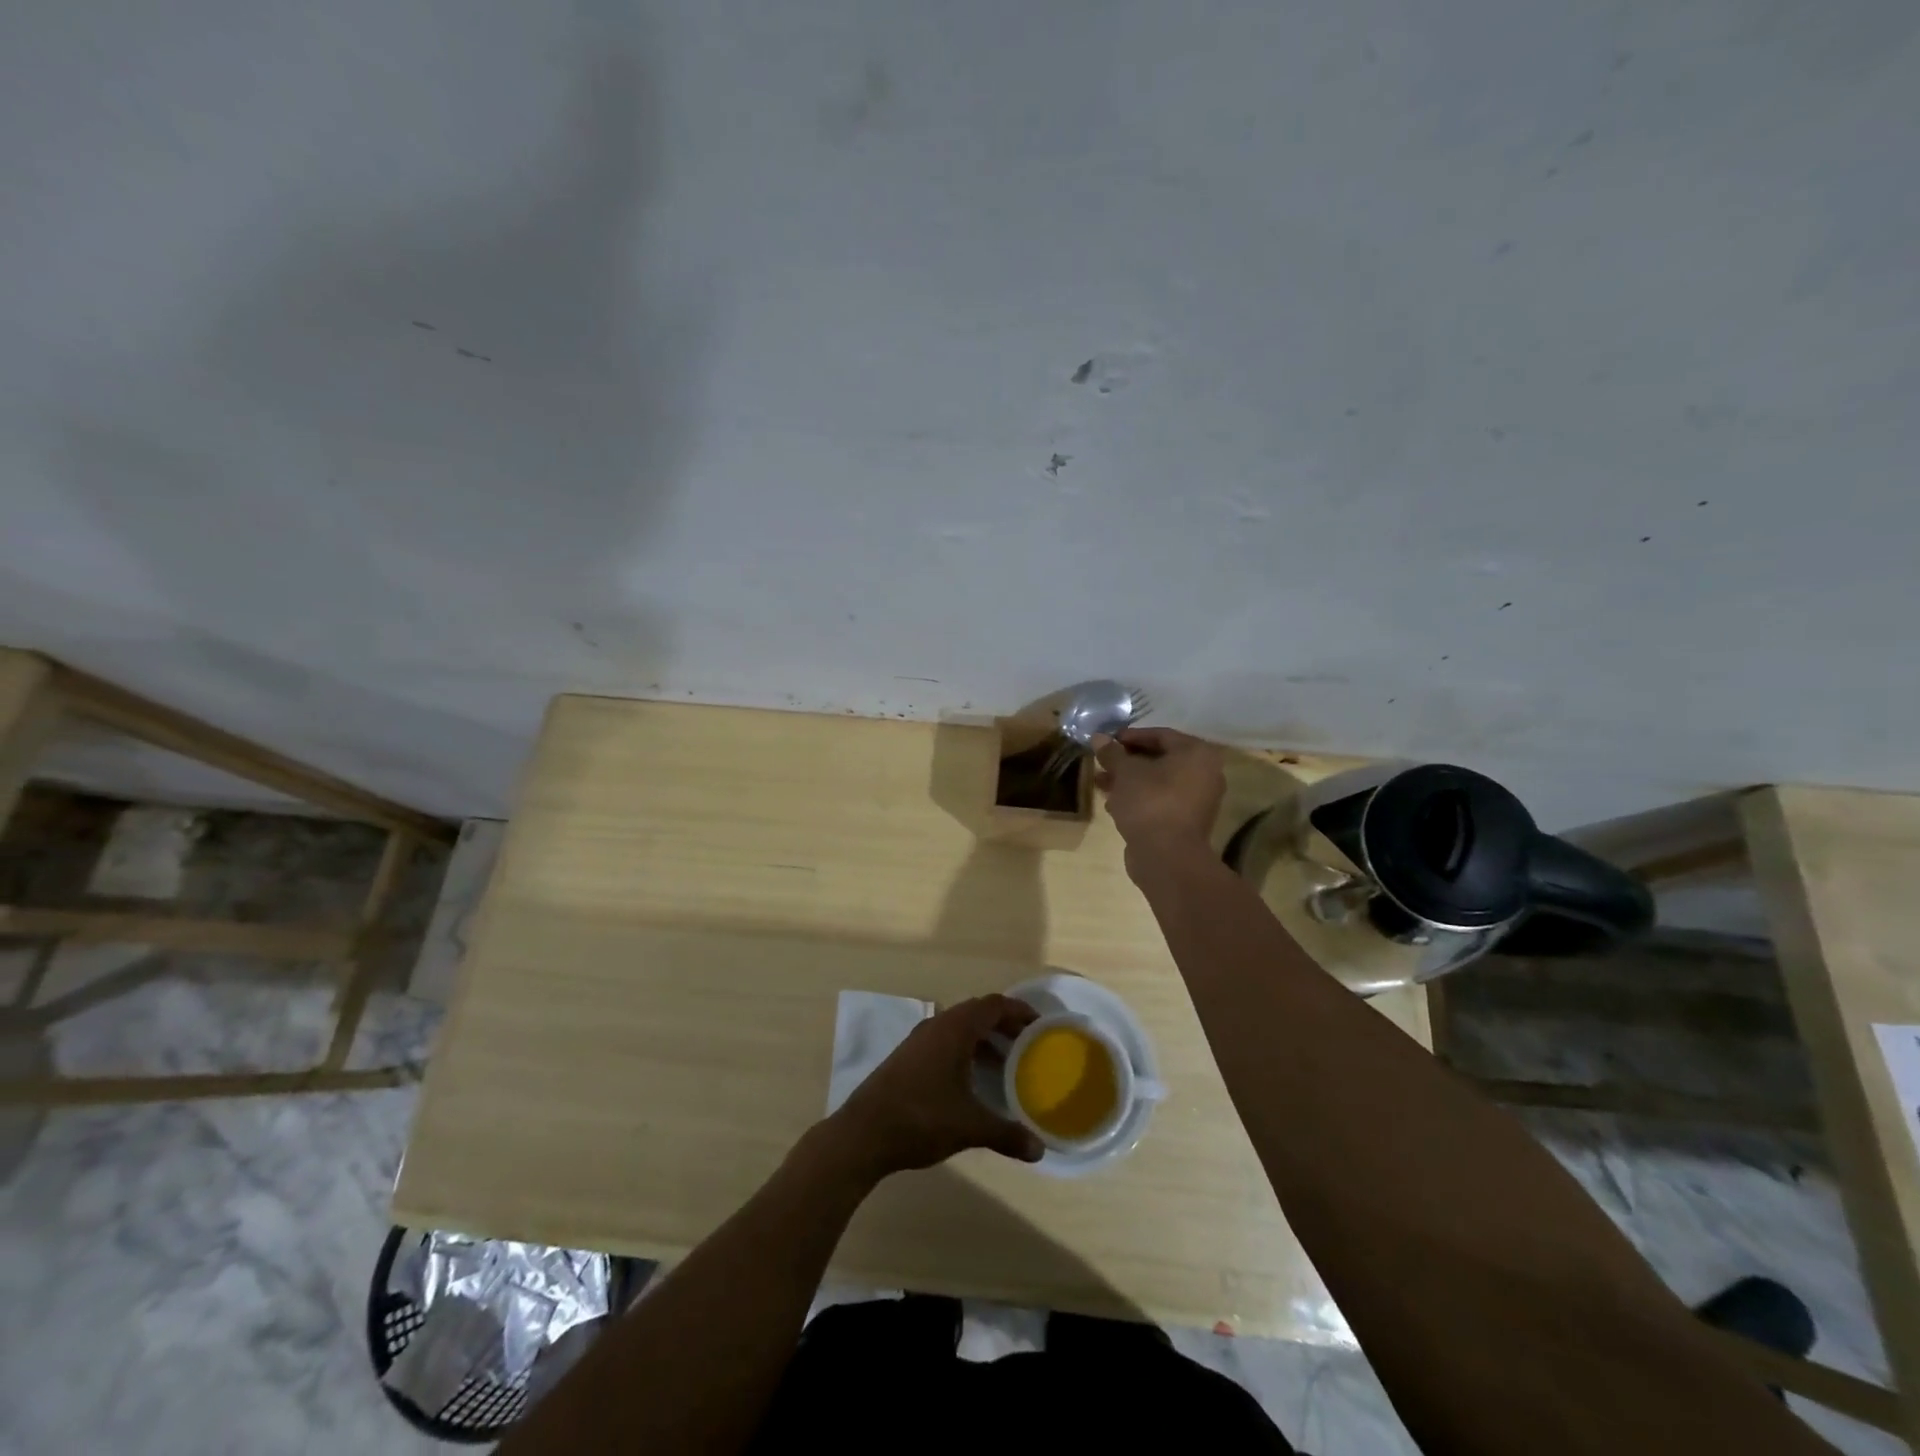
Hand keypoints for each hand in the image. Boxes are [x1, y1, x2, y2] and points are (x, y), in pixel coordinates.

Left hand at [825, 995, 1044, 1178]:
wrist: (863, 1133)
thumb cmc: (921, 1118)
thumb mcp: (969, 1127)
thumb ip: (1006, 1134)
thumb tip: (1040, 1150)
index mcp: (955, 1029)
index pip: (993, 1005)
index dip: (1018, 1011)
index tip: (1040, 1024)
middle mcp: (937, 1026)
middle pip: (977, 1013)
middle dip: (1004, 1024)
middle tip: (1027, 1043)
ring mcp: (918, 1041)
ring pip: (959, 1028)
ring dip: (983, 1039)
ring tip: (1006, 1063)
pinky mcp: (907, 1058)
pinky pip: (945, 1042)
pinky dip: (965, 1051)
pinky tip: (972, 1081)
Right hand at [1092, 727, 1226, 861]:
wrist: (1166, 856)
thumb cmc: (1149, 803)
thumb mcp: (1125, 773)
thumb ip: (1112, 753)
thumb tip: (1098, 737)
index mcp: (1197, 754)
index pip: (1161, 735)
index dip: (1130, 736)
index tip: (1107, 741)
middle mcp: (1204, 773)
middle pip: (1160, 759)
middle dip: (1127, 761)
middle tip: (1103, 763)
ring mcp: (1198, 800)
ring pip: (1158, 782)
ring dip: (1129, 781)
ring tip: (1101, 784)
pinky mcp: (1187, 822)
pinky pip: (1161, 801)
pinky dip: (1139, 799)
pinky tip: (1113, 805)